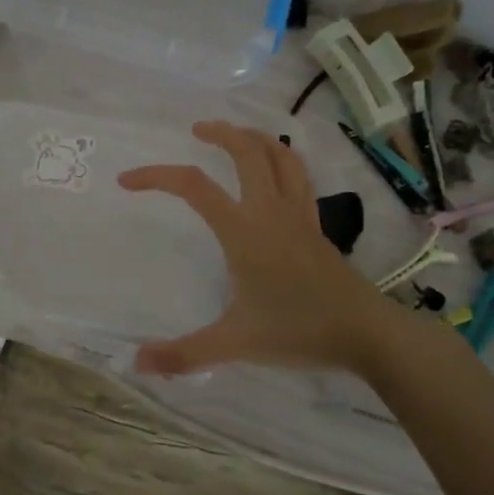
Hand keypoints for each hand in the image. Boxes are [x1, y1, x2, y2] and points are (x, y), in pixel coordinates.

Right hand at [118, 121, 392, 375]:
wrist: (366, 334)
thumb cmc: (299, 332)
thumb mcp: (236, 343)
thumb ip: (185, 353)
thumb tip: (137, 364)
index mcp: (244, 231)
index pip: (194, 187)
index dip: (156, 176)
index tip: (127, 181)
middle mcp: (271, 211)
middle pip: (247, 151)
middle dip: (220, 133)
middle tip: (196, 131)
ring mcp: (298, 215)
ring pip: (280, 157)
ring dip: (255, 138)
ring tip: (235, 137)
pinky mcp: (316, 226)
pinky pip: (299, 178)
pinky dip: (282, 161)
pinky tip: (274, 173)